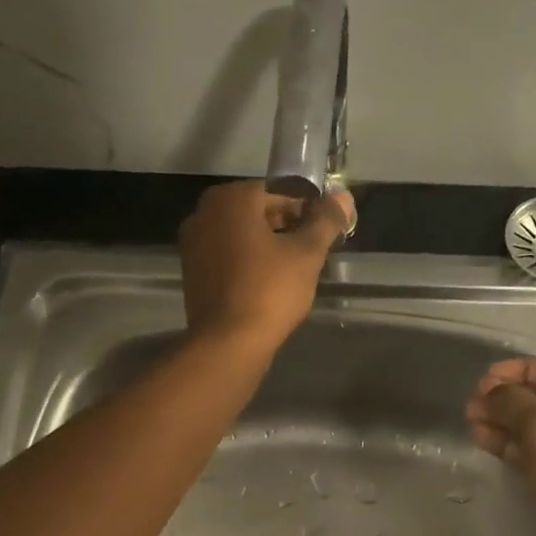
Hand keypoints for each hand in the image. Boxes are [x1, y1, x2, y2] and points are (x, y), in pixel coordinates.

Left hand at [177, 180, 354, 351]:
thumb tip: (343, 197)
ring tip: (293, 269)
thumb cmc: (270, 291)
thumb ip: (326, 221)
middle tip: (311, 251)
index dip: (306, 211)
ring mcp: (193, 243)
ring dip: (267, 245)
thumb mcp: (307, 254)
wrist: (229, 342)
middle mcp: (204, 213)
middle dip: (286, 227)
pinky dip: (247, 261)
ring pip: (240, 235)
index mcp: (231, 200)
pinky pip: (226, 256)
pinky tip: (268, 283)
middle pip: (256, 212)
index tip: (323, 232)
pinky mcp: (192, 271)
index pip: (278, 192)